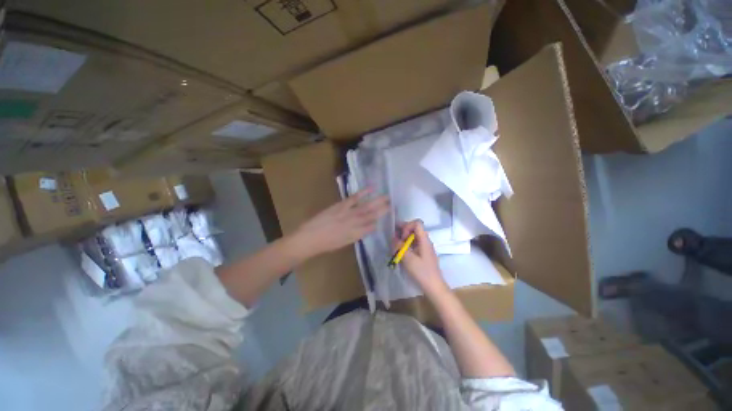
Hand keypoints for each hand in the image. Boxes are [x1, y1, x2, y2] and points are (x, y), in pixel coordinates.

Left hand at [294, 189, 388, 255]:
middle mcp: (356, 224)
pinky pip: (355, 198)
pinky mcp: (341, 206)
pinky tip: (372, 188)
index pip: (372, 227)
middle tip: (393, 204)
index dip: (381, 221)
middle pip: (373, 216)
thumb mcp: (344, 243)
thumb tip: (366, 228)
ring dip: (378, 201)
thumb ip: (356, 235)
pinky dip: (363, 192)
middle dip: (384, 210)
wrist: (310, 238)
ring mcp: (349, 213)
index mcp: (357, 234)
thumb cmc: (326, 244)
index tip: (388, 216)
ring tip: (388, 197)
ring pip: (367, 207)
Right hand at [396, 220, 448, 296]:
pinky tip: (400, 253)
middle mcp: (425, 241)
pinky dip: (406, 245)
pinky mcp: (423, 254)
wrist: (434, 287)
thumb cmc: (422, 272)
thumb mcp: (408, 258)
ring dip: (403, 239)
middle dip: (403, 231)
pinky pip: (414, 244)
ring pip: (413, 237)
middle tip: (393, 238)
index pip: (417, 223)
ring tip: (395, 246)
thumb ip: (399, 246)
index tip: (402, 237)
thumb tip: (394, 238)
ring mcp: (424, 248)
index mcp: (424, 240)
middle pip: (414, 229)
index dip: (407, 226)